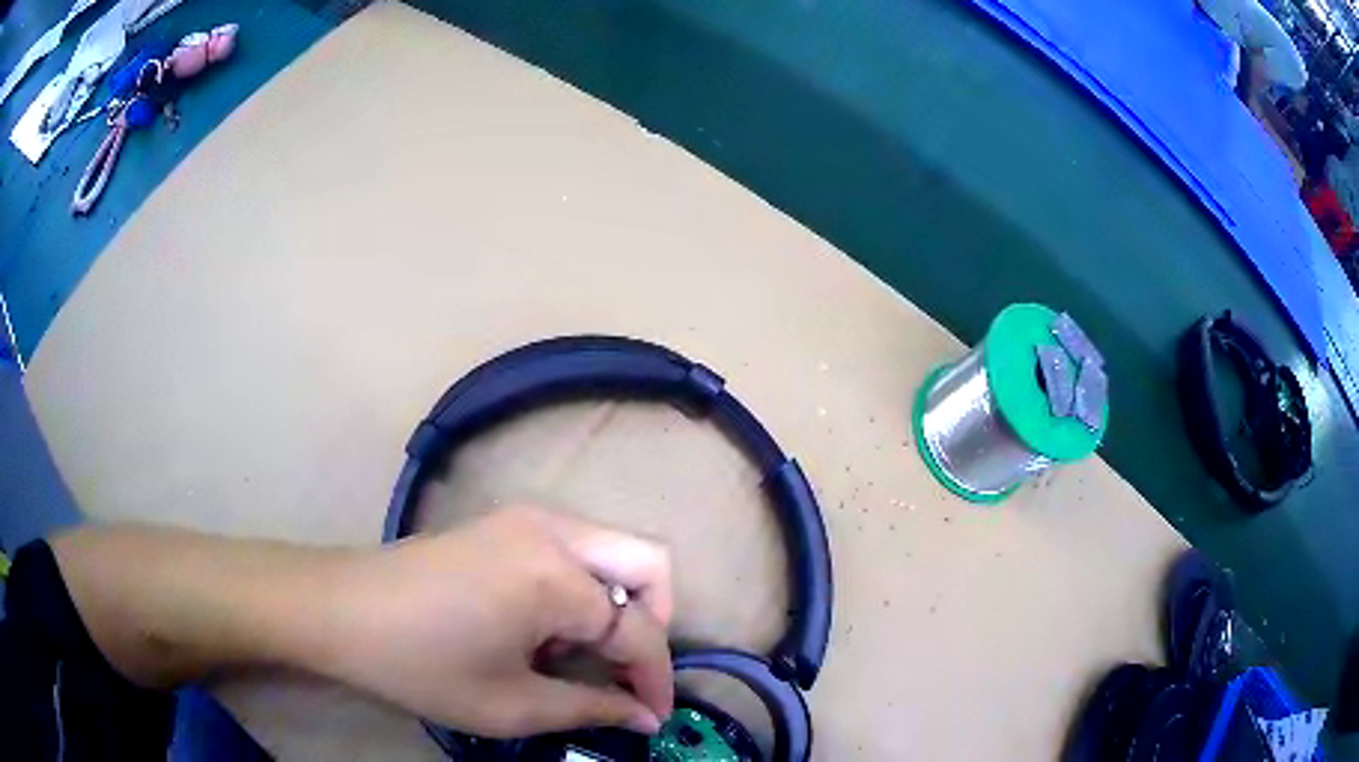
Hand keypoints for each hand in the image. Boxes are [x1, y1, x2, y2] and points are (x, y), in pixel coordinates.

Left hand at [320, 507, 674, 737]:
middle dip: (655, 624)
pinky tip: (547, 630)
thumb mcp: (509, 704)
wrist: (339, 610)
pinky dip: (586, 590)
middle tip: (628, 672)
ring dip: (619, 606)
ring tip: (580, 656)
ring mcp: (527, 518)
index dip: (656, 679)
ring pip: (615, 551)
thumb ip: (590, 708)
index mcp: (554, 576)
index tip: (655, 718)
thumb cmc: (419, 664)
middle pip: (649, 562)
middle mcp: (553, 530)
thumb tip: (644, 716)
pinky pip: (577, 550)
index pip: (638, 629)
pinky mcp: (506, 523)